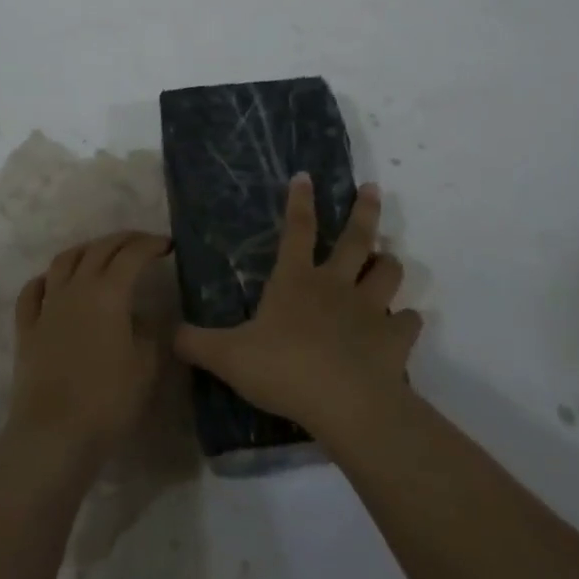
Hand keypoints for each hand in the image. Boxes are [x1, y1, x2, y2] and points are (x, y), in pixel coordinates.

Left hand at [7, 231, 173, 471]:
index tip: (168, 245)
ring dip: (85, 250)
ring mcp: (48, 306)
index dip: (152, 245)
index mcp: (109, 293)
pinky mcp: (27, 328)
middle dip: (123, 240)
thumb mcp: (146, 366)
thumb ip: (149, 333)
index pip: (132, 255)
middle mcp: (77, 289)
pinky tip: (52, 283)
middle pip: (99, 249)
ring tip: (99, 253)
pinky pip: (32, 292)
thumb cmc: (108, 401)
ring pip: (64, 261)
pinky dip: (46, 280)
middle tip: (142, 243)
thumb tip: (141, 316)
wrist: (54, 435)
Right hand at [174, 174, 421, 443]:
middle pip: (355, 238)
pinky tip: (405, 325)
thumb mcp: (227, 357)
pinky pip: (408, 322)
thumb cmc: (283, 369)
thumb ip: (197, 343)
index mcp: (296, 280)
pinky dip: (407, 322)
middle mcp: (336, 285)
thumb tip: (170, 334)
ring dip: (388, 263)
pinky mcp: (395, 339)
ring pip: (388, 273)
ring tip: (388, 259)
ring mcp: (370, 309)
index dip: (300, 201)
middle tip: (372, 188)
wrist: (344, 403)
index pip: (297, 230)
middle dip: (364, 210)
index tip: (306, 175)